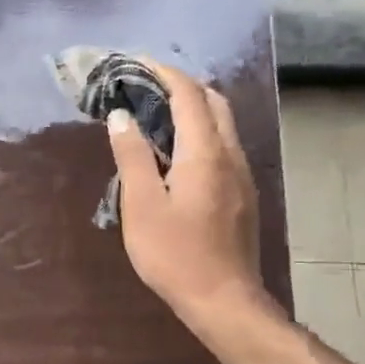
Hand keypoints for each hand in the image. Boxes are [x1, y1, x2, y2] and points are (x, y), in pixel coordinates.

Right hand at [106, 61, 276, 336]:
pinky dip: (199, 131)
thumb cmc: (176, 254)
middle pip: (213, 101)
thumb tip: (122, 116)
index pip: (188, 94)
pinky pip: (222, 145)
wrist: (224, 300)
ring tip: (154, 113)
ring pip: (221, 123)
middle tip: (143, 86)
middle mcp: (230, 154)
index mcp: (205, 152)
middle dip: (180, 84)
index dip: (162, 72)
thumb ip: (132, 156)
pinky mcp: (242, 193)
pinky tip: (175, 151)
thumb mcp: (142, 205)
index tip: (134, 63)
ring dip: (192, 107)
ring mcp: (241, 174)